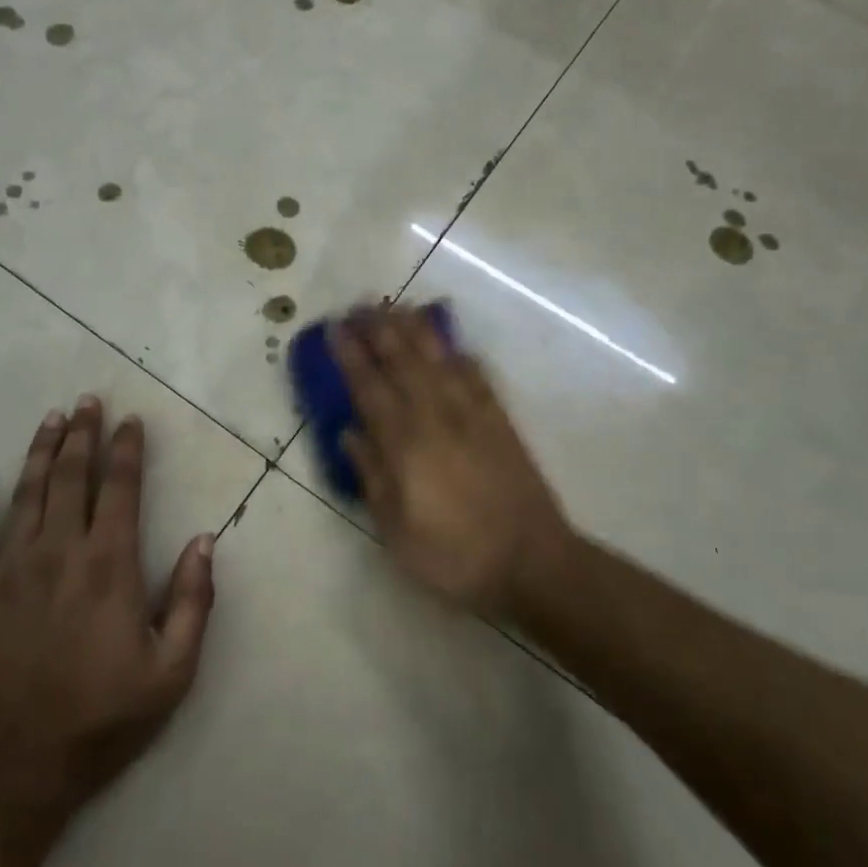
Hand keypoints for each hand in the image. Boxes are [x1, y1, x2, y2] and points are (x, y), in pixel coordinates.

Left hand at [0, 396, 216, 821]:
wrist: (13, 768)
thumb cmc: (101, 718)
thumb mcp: (172, 670)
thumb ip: (194, 601)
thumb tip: (204, 540)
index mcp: (109, 564)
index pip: (121, 487)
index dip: (127, 449)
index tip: (130, 420)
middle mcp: (59, 551)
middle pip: (72, 476)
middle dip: (82, 434)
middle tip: (87, 401)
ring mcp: (10, 569)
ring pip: (25, 493)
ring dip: (40, 452)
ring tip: (51, 419)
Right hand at [335, 305, 572, 617]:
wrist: (532, 561)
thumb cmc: (454, 555)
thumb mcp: (396, 531)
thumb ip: (372, 477)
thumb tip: (349, 433)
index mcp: (405, 444)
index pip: (370, 388)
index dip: (351, 355)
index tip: (336, 328)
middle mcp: (436, 417)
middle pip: (404, 362)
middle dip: (380, 330)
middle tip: (362, 305)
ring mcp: (472, 415)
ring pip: (439, 361)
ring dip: (417, 331)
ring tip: (400, 307)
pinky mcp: (500, 422)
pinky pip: (479, 378)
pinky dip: (463, 357)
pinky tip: (455, 346)